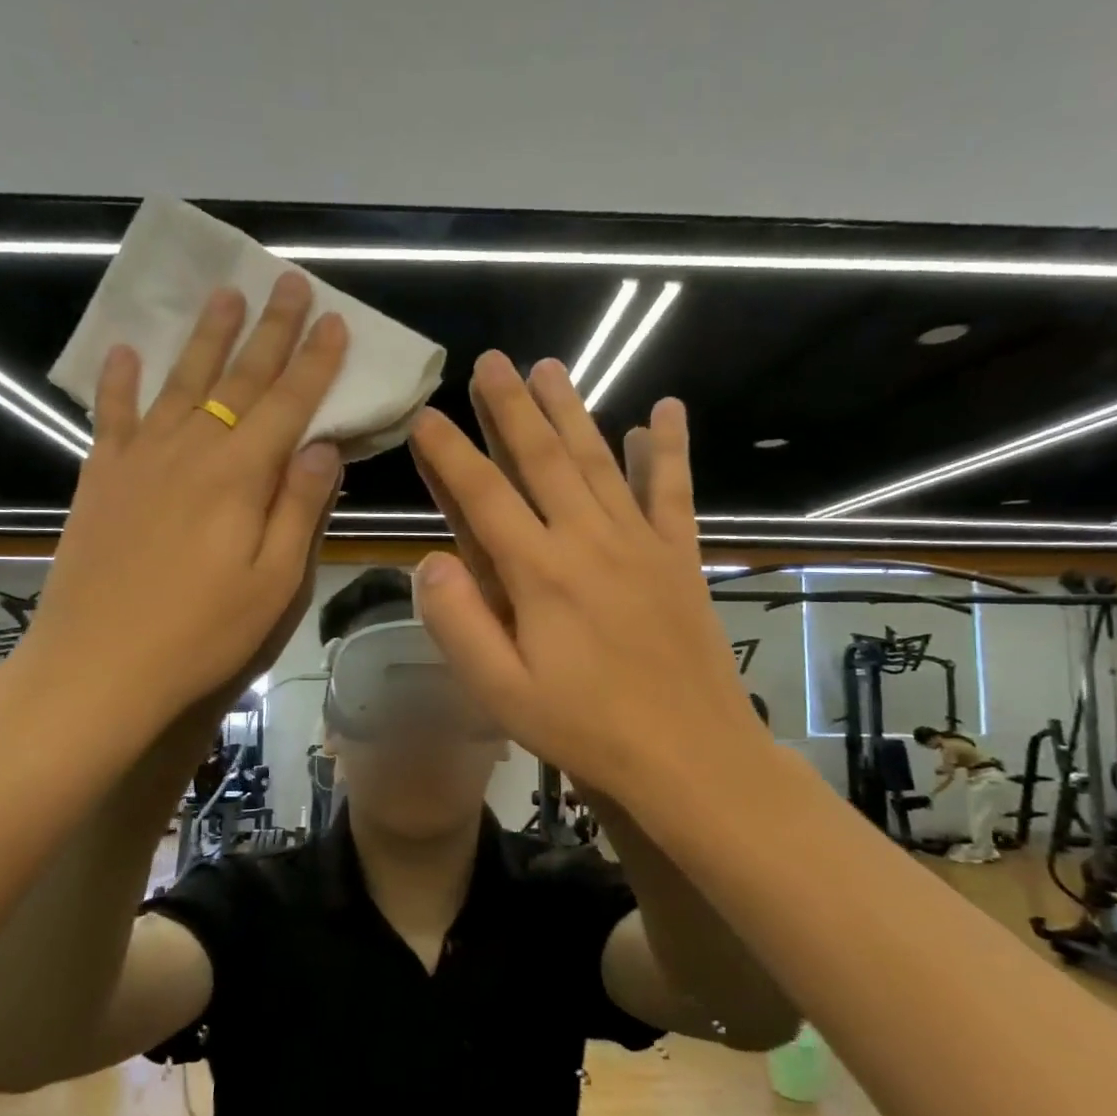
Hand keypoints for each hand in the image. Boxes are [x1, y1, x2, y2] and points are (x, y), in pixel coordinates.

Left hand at [13, 273, 346, 743]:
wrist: (97, 668)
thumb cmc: (202, 635)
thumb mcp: (274, 583)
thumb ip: (301, 508)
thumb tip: (324, 445)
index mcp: (240, 477)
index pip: (289, 404)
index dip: (316, 362)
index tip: (335, 321)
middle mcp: (191, 451)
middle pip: (238, 378)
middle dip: (270, 330)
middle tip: (289, 282)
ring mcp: (139, 461)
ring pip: (180, 383)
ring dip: (205, 337)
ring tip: (224, 294)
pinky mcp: (100, 479)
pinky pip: (112, 416)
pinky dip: (118, 381)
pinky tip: (123, 352)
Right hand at [407, 353, 765, 810]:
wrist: (691, 754)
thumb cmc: (587, 727)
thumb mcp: (502, 693)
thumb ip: (459, 624)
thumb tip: (426, 561)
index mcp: (540, 573)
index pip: (484, 495)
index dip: (450, 452)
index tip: (426, 414)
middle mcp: (589, 540)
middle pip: (542, 458)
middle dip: (511, 406)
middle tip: (491, 361)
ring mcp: (641, 543)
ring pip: (598, 460)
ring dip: (572, 410)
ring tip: (550, 367)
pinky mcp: (680, 557)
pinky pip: (674, 491)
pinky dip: (669, 449)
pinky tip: (664, 411)